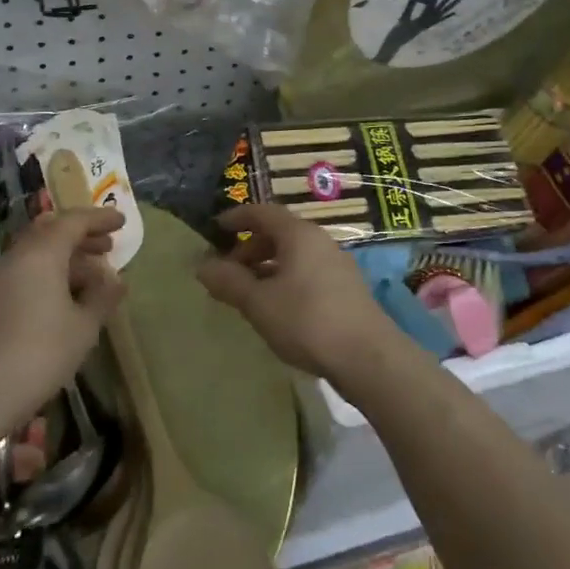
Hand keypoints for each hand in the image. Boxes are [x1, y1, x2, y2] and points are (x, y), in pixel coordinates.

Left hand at [0, 207, 126, 429]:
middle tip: (107, 248)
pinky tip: (59, 298)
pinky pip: (19, 273)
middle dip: (80, 237)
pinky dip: (43, 274)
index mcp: (40, 254)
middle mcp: (13, 256)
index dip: (100, 219)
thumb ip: (103, 296)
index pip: (73, 222)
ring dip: (62, 258)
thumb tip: (115, 280)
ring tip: (89, 277)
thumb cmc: (41, 354)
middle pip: (50, 232)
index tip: (121, 222)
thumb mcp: (84, 327)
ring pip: (33, 253)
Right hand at [195, 203, 398, 382]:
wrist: (368, 356)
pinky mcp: (347, 288)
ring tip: (249, 293)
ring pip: (295, 255)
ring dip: (268, 266)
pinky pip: (308, 271)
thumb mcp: (259, 302)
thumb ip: (229, 281)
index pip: (263, 212)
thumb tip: (202, 265)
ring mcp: (337, 264)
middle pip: (280, 233)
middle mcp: (320, 241)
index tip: (216, 228)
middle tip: (228, 271)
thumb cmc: (307, 320)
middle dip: (250, 248)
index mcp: (299, 234)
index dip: (237, 217)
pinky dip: (286, 279)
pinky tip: (278, 307)